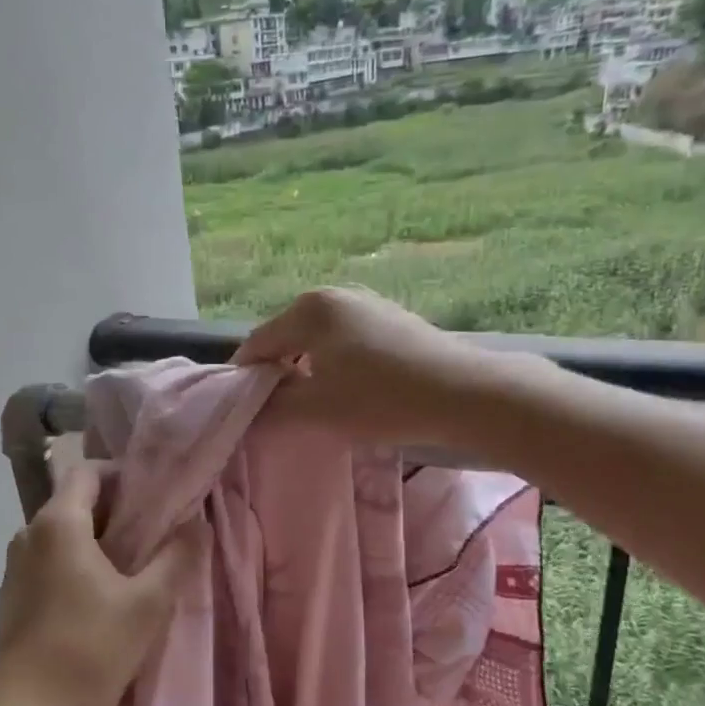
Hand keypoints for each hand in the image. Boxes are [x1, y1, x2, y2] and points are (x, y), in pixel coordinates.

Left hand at [0, 462, 195, 705]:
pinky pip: (50, 561)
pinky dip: (77, 564)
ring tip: (135, 565)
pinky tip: (102, 596)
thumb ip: (177, 557)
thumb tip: (198, 523)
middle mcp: (29, 533)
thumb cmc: (89, 649)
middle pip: (76, 501)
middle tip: (155, 532)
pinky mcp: (13, 595)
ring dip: (98, 540)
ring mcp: (16, 566)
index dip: (123, 475)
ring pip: (63, 534)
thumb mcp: (147, 603)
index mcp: (59, 522)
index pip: (87, 472)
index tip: (155, 497)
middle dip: (116, 511)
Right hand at [233, 286, 511, 446]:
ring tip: (315, 401)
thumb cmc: (380, 400)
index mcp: (308, 310)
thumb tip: (248, 408)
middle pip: (286, 336)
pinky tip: (351, 388)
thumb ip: (271, 408)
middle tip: (279, 409)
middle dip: (277, 371)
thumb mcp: (316, 410)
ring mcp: (366, 302)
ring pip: (317, 338)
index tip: (241, 408)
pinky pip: (345, 338)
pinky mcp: (391, 316)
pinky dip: (335, 361)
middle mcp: (333, 295)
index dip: (244, 377)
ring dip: (307, 368)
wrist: (463, 394)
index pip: (257, 343)